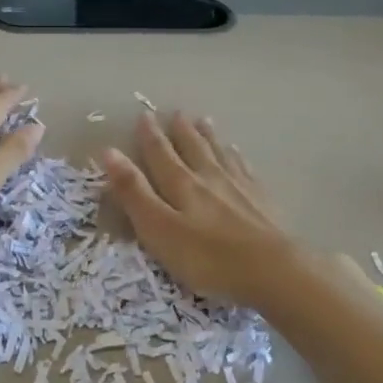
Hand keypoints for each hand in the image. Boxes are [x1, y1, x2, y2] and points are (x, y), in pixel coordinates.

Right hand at [102, 110, 297, 307]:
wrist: (273, 270)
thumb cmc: (207, 257)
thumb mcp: (158, 228)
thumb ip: (133, 192)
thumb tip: (109, 151)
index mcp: (181, 184)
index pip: (160, 154)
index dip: (150, 136)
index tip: (144, 116)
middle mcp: (209, 177)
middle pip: (192, 148)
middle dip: (180, 131)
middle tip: (175, 112)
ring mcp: (239, 187)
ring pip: (219, 154)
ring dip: (208, 137)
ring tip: (203, 120)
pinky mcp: (262, 201)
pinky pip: (244, 169)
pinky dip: (236, 157)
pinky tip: (237, 153)